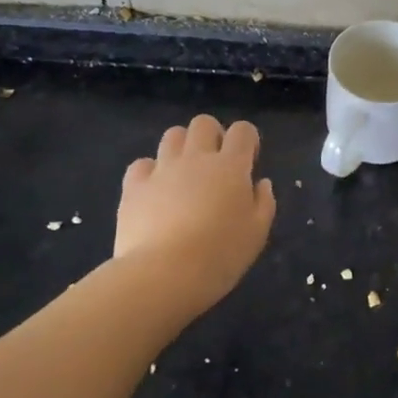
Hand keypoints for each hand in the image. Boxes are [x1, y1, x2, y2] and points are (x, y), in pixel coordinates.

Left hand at [116, 114, 275, 314]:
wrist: (164, 275)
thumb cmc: (220, 255)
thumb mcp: (257, 233)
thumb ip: (263, 202)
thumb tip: (260, 183)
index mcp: (231, 166)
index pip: (242, 130)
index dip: (247, 140)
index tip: (248, 163)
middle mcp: (196, 158)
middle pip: (204, 123)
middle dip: (212, 136)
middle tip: (215, 165)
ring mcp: (162, 169)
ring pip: (172, 135)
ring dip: (181, 148)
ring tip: (184, 175)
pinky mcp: (134, 186)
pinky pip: (141, 164)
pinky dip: (149, 172)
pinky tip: (154, 192)